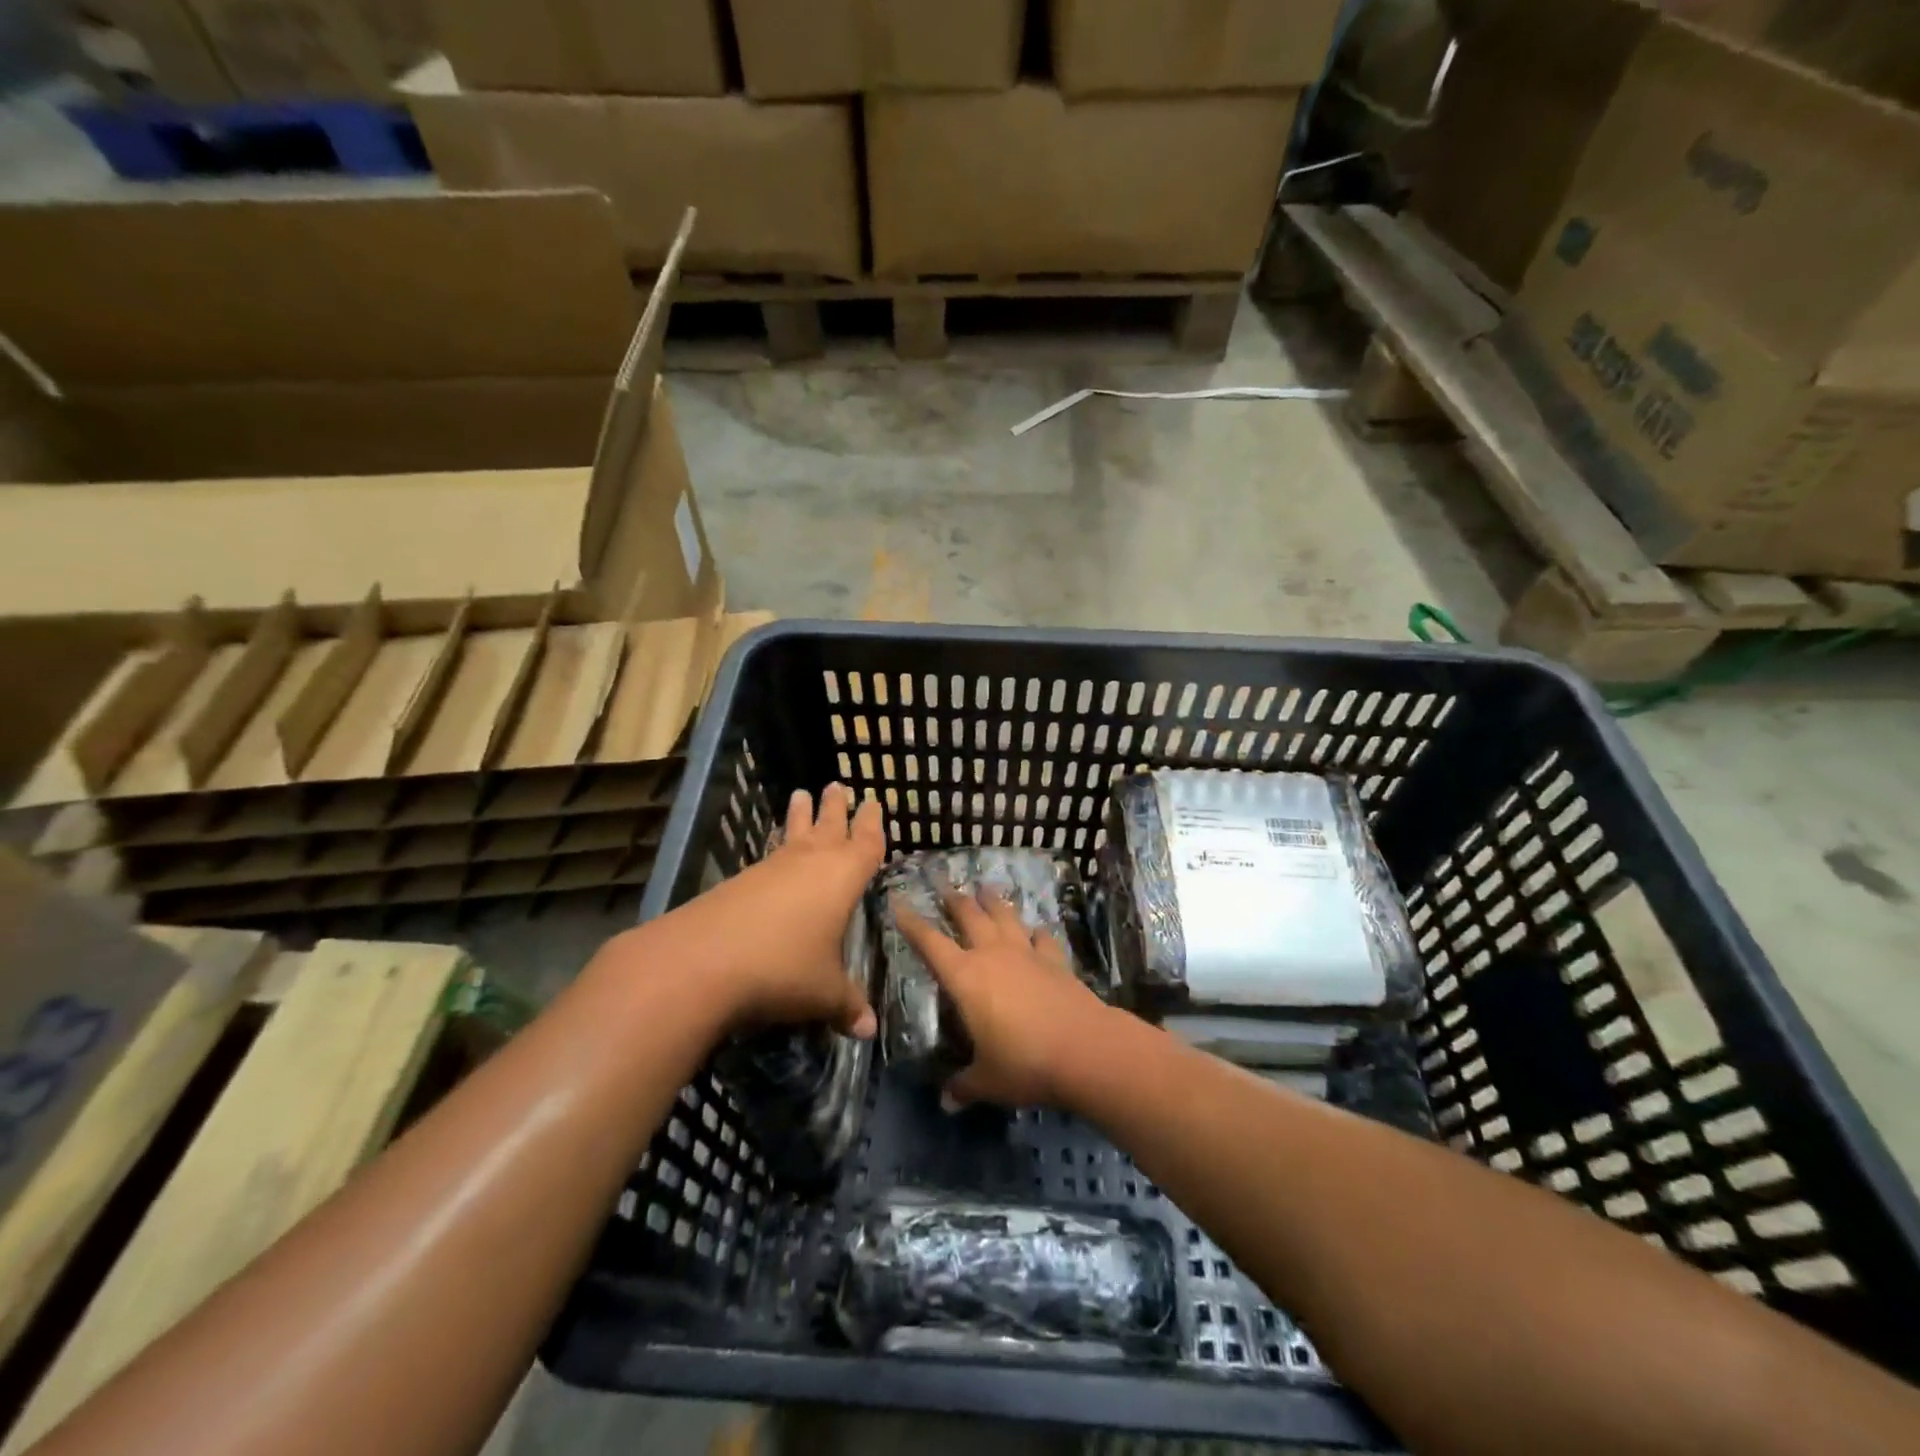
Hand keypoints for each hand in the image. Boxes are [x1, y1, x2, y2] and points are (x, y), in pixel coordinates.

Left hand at [611, 784, 884, 1037]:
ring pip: (793, 833)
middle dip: (836, 807)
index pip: (867, 842)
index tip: (876, 802)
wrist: (702, 961)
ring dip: (801, 815)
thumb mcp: (824, 992)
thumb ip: (848, 1005)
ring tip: (801, 794)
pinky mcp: (740, 880)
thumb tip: (869, 1030)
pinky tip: (773, 852)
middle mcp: (810, 862)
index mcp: (843, 877)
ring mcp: (772, 868)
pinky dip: (777, 845)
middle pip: (829, 825)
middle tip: (838, 785)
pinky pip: (769, 854)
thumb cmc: (783, 969)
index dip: (874, 824)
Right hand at [894, 887, 1115, 1109]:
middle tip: (945, 887)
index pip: (930, 942)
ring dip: (993, 902)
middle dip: (955, 901)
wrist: (1084, 1048)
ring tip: (985, 889)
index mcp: (966, 978)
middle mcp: (993, 955)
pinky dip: (1035, 932)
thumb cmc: (1024, 1063)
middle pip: (970, 916)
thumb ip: (964, 1086)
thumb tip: (946, 1101)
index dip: (912, 922)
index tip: (899, 902)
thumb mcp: (988, 1081)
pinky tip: (1035, 930)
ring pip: (1005, 916)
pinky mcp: (1055, 960)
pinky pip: (1042, 938)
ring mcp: (1027, 953)